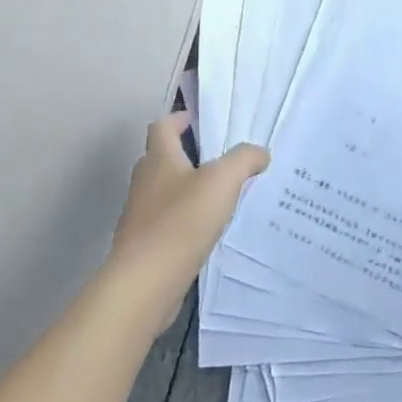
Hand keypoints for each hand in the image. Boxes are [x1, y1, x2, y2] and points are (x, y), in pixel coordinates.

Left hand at [107, 116, 267, 309]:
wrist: (145, 283)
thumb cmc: (181, 221)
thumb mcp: (222, 181)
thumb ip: (244, 159)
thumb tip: (259, 153)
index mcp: (158, 159)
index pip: (163, 126)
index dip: (180, 119)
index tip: (203, 122)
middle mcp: (145, 182)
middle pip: (162, 158)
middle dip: (188, 155)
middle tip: (222, 159)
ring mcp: (141, 215)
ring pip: (166, 191)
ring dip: (189, 189)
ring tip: (223, 195)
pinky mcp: (145, 244)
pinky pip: (168, 221)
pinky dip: (186, 219)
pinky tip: (210, 230)